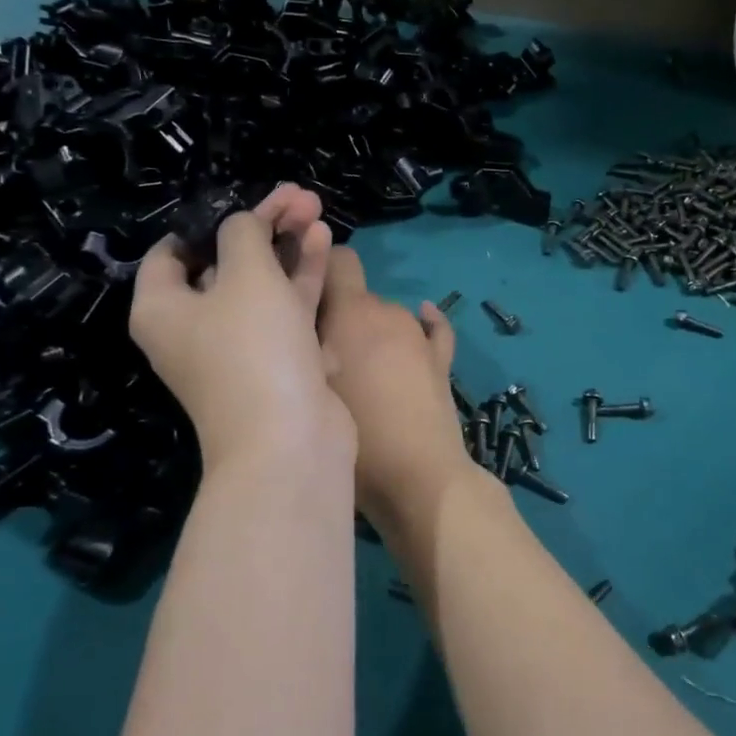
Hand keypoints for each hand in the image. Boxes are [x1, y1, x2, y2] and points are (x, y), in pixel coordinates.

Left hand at [129, 186, 351, 468]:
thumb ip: (243, 234)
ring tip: (315, 208)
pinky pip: (285, 310)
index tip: (241, 201)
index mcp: (163, 308)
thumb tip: (244, 225)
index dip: (205, 221)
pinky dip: (300, 278)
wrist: (290, 439)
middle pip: (225, 263)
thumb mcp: (246, 274)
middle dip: (262, 226)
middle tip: (298, 196)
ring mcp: (239, 347)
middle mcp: (194, 328)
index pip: (171, 251)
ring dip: (287, 247)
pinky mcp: (278, 361)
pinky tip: (323, 242)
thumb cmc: (254, 348)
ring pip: (262, 284)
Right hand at [317, 246, 479, 529]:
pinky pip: (432, 330)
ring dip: (372, 333)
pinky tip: (422, 322)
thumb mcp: (308, 386)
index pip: (338, 259)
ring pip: (387, 318)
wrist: (417, 477)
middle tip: (322, 353)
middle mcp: (387, 312)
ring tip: (358, 371)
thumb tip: (294, 320)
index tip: (301, 289)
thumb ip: (301, 345)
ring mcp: (419, 336)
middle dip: (340, 315)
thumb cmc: (353, 433)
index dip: (320, 265)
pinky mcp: (441, 361)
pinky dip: (424, 325)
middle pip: (358, 297)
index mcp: (352, 312)